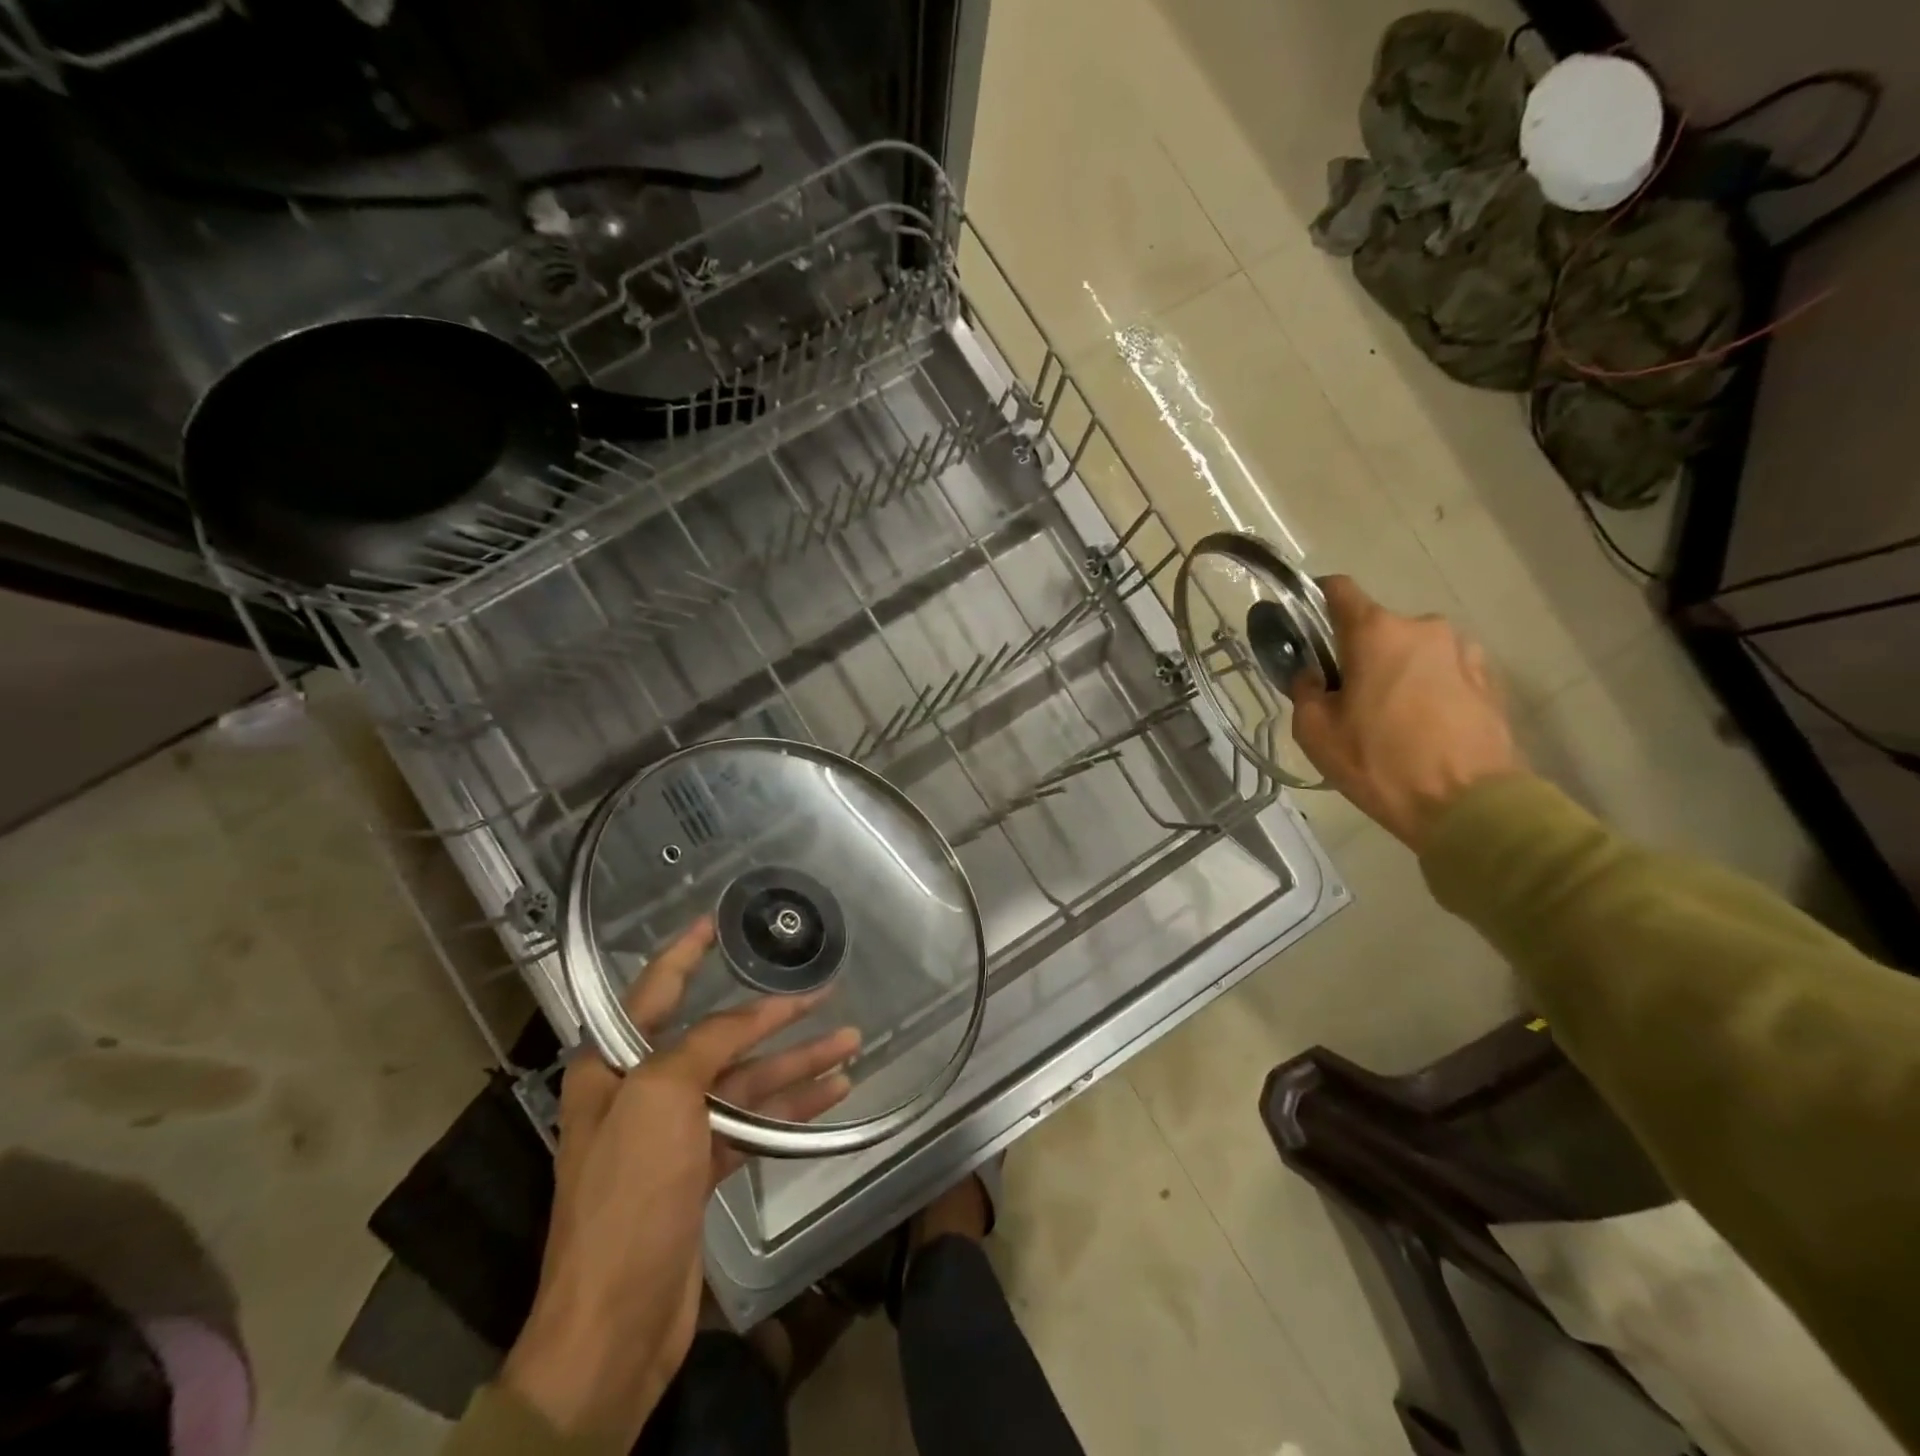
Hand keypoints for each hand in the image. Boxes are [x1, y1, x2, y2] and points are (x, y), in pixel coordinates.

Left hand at [500, 917, 858, 1444]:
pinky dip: (790, 1109)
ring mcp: (673, 1134)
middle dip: (769, 1015)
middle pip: (715, 1037)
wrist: (614, 1325)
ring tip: (850, 1038)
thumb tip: (749, 1014)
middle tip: (820, 989)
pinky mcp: (700, 1170)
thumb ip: (706, 1043)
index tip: (714, 921)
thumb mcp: (661, 1098)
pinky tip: (833, 1092)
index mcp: (613, 1066)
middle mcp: (642, 1091)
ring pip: (744, 1081)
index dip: (684, 952)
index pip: (654, 990)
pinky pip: (753, 1124)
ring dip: (795, 1063)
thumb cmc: (628, 1195)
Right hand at [1291, 576, 1524, 851]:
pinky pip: (1444, 671)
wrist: (1469, 806)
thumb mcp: (1315, 732)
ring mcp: (1463, 651)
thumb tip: (1313, 675)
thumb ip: (1305, 691)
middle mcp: (1423, 627)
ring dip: (1396, 670)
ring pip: (1413, 650)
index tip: (1304, 624)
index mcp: (1376, 632)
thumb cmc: (1379, 763)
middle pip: (1377, 627)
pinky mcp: (1490, 679)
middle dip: (1358, 652)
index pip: (1338, 589)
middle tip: (1346, 696)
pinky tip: (1423, 725)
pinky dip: (1428, 687)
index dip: (1315, 599)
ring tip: (1390, 717)